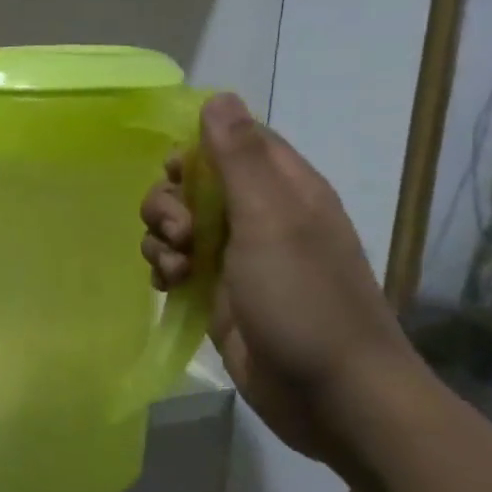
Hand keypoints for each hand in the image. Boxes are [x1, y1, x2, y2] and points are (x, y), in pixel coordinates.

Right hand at [140, 93, 416, 467]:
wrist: (329, 394)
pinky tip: (169, 287)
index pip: (231, 141)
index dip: (196, 149)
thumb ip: (239, 158)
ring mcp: (235, 256)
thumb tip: (218, 97)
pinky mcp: (216, 291)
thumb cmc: (304, 300)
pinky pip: (174, 262)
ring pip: (175, 223)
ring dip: (162, 240)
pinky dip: (164, 268)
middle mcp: (258, 215)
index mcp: (283, 189)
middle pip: (191, 183)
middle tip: (181, 235)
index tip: (177, 175)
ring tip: (178, 270)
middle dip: (169, 204)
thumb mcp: (270, 220)